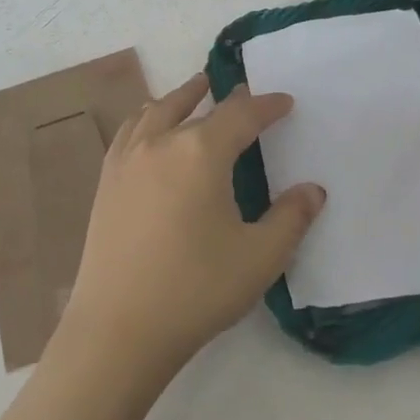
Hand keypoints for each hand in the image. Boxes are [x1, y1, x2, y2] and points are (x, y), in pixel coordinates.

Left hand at [57, 72, 324, 381]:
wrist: (118, 328)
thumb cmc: (196, 289)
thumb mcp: (259, 257)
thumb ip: (291, 218)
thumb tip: (313, 190)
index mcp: (201, 152)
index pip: (241, 115)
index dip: (267, 105)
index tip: (285, 102)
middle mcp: (161, 142)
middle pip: (197, 106)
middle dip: (227, 99)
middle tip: (244, 95)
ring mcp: (127, 159)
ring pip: (156, 110)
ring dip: (181, 97)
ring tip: (195, 91)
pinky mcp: (106, 181)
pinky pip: (130, 131)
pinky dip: (148, 117)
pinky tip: (150, 129)